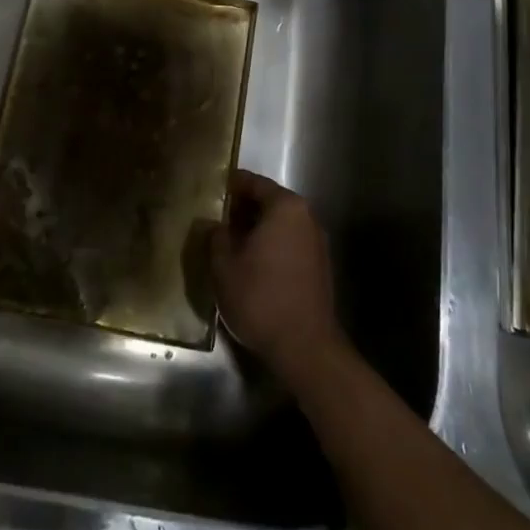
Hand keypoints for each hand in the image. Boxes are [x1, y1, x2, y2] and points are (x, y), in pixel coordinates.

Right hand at [210, 170, 344, 386]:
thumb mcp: (223, 265)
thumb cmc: (260, 297)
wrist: (305, 347)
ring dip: (256, 229)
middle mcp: (306, 217)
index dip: (230, 184)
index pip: (254, 183)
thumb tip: (214, 224)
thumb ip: (215, 236)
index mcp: (285, 207)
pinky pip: (289, 244)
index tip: (210, 189)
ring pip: (280, 224)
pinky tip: (250, 263)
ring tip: (228, 242)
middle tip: (215, 218)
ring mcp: (317, 243)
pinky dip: (270, 246)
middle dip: (242, 208)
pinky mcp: (319, 267)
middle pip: (269, 202)